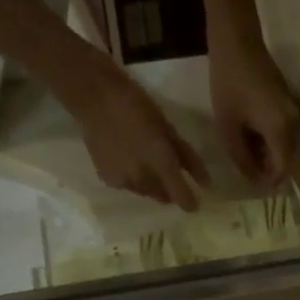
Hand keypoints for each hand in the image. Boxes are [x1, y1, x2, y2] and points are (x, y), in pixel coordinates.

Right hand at [69, 59, 210, 210]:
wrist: (93, 98)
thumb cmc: (136, 105)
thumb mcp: (167, 128)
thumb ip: (188, 158)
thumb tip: (206, 182)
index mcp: (161, 162)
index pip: (180, 196)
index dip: (190, 202)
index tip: (195, 202)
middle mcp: (143, 178)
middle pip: (163, 197)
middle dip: (169, 189)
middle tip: (168, 171)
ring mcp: (124, 181)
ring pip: (146, 193)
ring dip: (152, 185)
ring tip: (146, 163)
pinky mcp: (109, 180)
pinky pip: (129, 187)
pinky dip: (134, 179)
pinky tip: (128, 161)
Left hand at [208, 33, 299, 190]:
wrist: (237, 38)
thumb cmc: (228, 82)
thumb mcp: (227, 127)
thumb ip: (241, 159)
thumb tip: (254, 180)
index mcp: (281, 130)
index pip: (284, 171)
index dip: (270, 183)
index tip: (252, 187)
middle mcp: (294, 124)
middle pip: (288, 161)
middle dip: (268, 171)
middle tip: (244, 171)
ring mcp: (294, 112)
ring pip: (285, 148)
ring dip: (268, 156)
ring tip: (243, 153)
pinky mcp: (288, 104)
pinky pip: (283, 133)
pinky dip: (269, 141)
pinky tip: (249, 136)